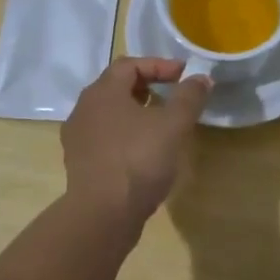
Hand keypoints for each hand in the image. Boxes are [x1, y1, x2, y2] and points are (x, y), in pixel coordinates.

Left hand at [62, 58, 211, 225]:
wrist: (102, 215)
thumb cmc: (138, 160)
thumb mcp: (173, 125)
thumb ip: (189, 97)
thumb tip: (201, 78)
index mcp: (102, 92)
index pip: (130, 65)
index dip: (159, 65)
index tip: (184, 75)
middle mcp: (84, 109)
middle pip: (116, 87)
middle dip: (146, 87)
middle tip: (172, 96)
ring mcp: (78, 138)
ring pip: (109, 114)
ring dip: (136, 113)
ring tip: (161, 125)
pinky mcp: (80, 163)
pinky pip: (105, 138)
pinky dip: (126, 135)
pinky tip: (143, 152)